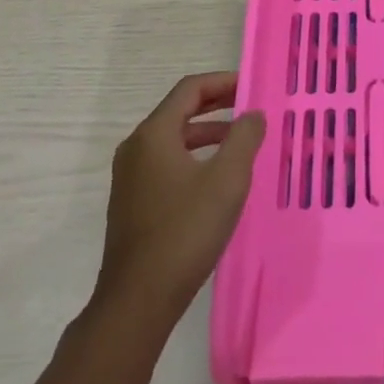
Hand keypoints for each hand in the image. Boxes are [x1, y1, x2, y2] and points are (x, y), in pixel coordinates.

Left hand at [95, 72, 265, 325]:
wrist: (137, 302)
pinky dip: (194, 157)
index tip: (252, 86)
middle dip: (217, 105)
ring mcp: (130, 178)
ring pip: (173, 139)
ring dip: (207, 133)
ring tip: (240, 142)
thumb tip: (253, 114)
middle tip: (249, 107)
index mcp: (154, 134)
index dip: (223, 82)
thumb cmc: (185, 231)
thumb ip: (244, 138)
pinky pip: (166, 163)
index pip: (190, 89)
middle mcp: (136, 148)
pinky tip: (216, 178)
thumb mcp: (227, 179)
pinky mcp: (132, 204)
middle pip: (179, 111)